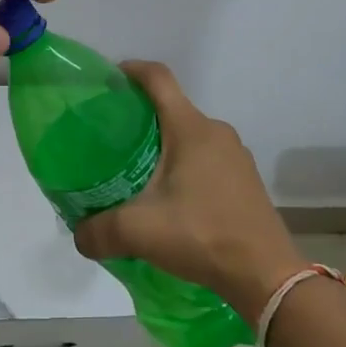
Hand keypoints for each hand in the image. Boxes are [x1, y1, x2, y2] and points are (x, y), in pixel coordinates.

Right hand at [72, 61, 304, 318]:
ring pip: (190, 136)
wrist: (267, 276)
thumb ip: (99, 231)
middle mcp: (216, 131)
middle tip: (111, 139)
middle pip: (172, 108)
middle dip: (140, 117)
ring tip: (137, 172)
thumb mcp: (140, 232)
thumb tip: (78, 234)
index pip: (158, 78)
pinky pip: (207, 158)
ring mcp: (236, 156)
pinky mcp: (245, 180)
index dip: (131, 70)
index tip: (107, 79)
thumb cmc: (203, 235)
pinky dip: (184, 166)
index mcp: (190, 128)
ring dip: (163, 146)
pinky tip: (171, 199)